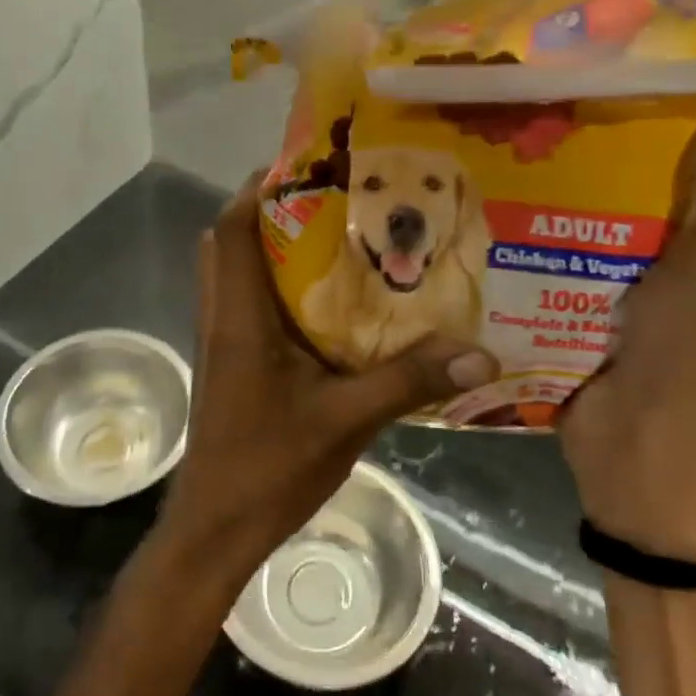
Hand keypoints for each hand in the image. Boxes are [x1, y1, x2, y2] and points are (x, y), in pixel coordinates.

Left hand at [156, 173, 497, 582]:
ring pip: (234, 274)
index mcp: (240, 317)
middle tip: (327, 201)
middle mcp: (222, 318)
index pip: (232, 231)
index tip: (305, 167)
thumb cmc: (268, 466)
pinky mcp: (229, 365)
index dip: (258, 190)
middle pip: (228, 243)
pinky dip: (273, 288)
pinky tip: (325, 306)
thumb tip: (480, 354)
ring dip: (270, 249)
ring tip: (331, 240)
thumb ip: (408, 382)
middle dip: (268, 213)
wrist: (215, 527)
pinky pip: (245, 306)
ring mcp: (221, 343)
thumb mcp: (346, 420)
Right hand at [557, 117, 695, 562]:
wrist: (637, 446)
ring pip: (644, 251)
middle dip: (658, 187)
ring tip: (571, 168)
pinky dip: (586, 255)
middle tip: (609, 138)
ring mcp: (670, 316)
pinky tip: (551, 220)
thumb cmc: (694, 354)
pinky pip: (606, 280)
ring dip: (615, 221)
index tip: (676, 118)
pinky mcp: (620, 330)